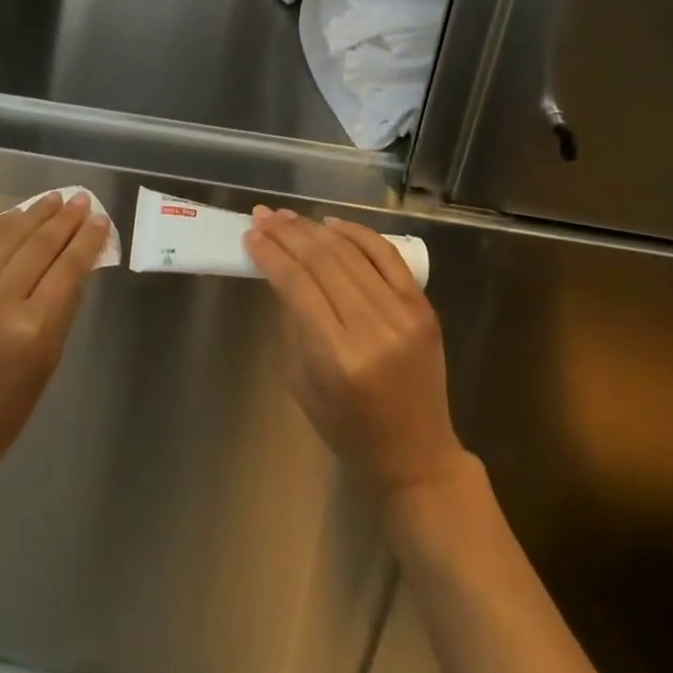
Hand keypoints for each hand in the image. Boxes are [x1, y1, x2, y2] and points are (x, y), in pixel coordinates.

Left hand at [0, 192, 108, 470]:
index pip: (68, 267)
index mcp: (32, 330)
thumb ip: (62, 306)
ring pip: (7, 236)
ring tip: (54, 199)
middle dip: (65, 218)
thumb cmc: (2, 409)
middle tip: (82, 200)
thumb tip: (76, 259)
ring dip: (34, 213)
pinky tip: (16, 216)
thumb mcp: (47, 361)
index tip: (101, 219)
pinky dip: (0, 226)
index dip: (87, 238)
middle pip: (39, 245)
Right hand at [245, 208, 469, 497]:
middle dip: (287, 234)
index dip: (271, 255)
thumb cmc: (349, 429)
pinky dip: (356, 233)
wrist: (417, 456)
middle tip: (263, 216)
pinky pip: (385, 255)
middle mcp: (373, 328)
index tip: (251, 235)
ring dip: (314, 228)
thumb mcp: (302, 382)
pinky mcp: (422, 306)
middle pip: (322, 261)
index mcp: (338, 357)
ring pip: (350, 251)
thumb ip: (294, 322)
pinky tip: (331, 223)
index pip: (297, 285)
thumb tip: (280, 269)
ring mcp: (403, 313)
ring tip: (288, 216)